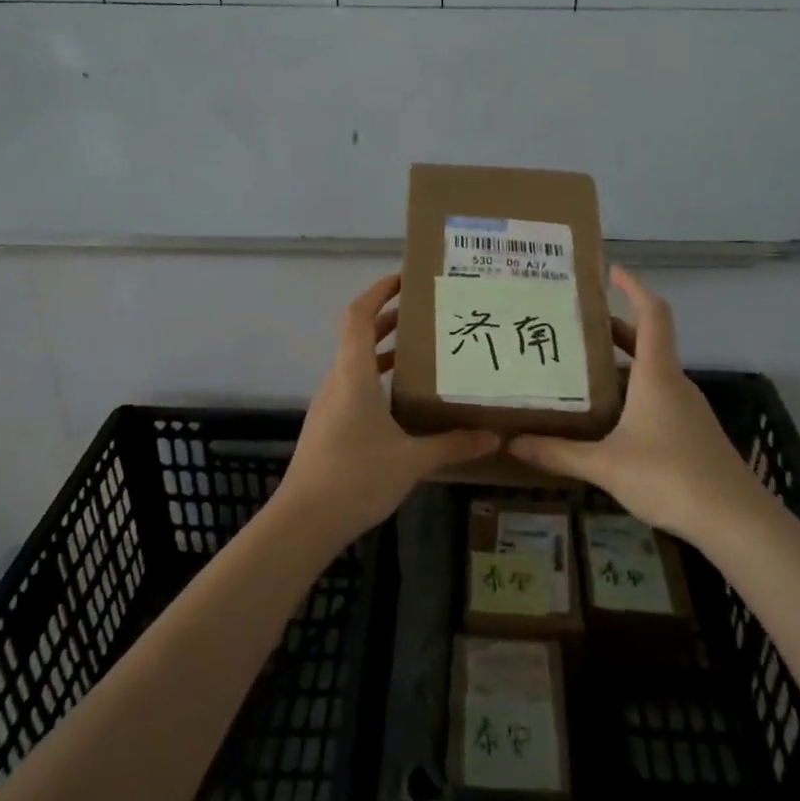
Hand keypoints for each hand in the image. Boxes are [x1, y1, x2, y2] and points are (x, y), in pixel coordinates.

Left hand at [274, 273, 501, 547]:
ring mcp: (328, 406)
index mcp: (353, 375)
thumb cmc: (357, 477)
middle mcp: (337, 382)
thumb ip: (453, 444)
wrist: (304, 521)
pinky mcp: (328, 427)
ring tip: (423, 353)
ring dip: (384, 353)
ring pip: (355, 365)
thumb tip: (494, 436)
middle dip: (389, 321)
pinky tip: (403, 402)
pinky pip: (353, 389)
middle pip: (358, 337)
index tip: (403, 279)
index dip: (377, 292)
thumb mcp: (412, 460)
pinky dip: (376, 381)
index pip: (357, 316)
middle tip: (428, 315)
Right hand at [510, 267, 773, 550]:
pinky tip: (606, 417)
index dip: (634, 288)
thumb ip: (558, 453)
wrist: (734, 519)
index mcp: (657, 376)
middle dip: (612, 330)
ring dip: (619, 365)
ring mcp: (686, 409)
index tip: (611, 271)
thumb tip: (512, 443)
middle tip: (573, 327)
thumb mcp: (605, 465)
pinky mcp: (691, 432)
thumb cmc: (670, 477)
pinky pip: (657, 398)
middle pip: (646, 342)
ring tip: (579, 370)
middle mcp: (674, 383)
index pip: (652, 315)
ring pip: (650, 373)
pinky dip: (631, 393)